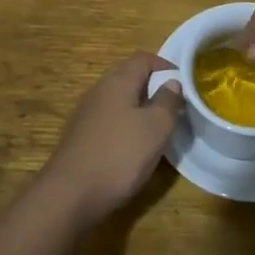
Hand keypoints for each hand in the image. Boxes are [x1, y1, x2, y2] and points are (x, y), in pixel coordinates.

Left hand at [37, 52, 181, 229]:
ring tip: (158, 128)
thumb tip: (171, 83)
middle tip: (174, 106)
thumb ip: (167, 102)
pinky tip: (134, 148)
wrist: (69, 195)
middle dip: (153, 88)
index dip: (166, 65)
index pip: (143, 58)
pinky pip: (109, 121)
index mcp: (117, 81)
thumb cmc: (119, 155)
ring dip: (139, 109)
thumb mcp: (156, 127)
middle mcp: (99, 91)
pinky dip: (125, 126)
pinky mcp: (80, 137)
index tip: (184, 83)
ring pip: (119, 101)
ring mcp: (86, 114)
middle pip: (129, 77)